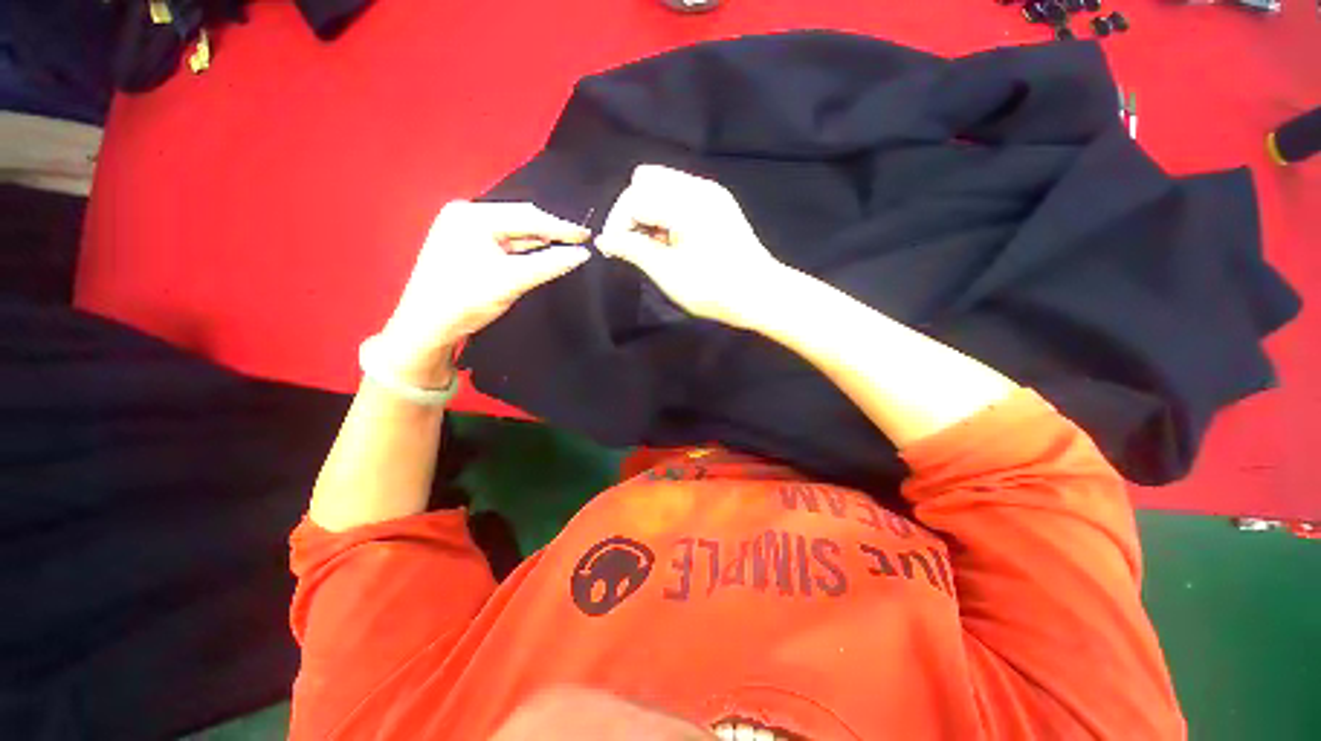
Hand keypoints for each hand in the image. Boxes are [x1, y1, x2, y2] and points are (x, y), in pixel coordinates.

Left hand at [377, 201, 590, 386]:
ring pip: (512, 231)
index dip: (561, 227)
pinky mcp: (464, 245)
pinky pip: (503, 241)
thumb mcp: (512, 280)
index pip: (527, 216)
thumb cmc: (466, 300)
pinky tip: (539, 252)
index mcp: (472, 215)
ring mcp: (462, 229)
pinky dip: (523, 248)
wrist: (426, 327)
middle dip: (550, 231)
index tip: (588, 236)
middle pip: (519, 219)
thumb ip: (550, 264)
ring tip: (565, 246)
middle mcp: (465, 214)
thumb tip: (583, 254)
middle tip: (579, 241)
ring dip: (538, 240)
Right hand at [595, 164, 783, 328]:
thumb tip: (604, 240)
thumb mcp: (668, 272)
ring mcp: (711, 193)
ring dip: (648, 212)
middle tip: (634, 245)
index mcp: (685, 202)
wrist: (760, 294)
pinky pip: (679, 195)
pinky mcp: (717, 203)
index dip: (617, 223)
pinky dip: (666, 213)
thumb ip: (632, 249)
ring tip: (653, 246)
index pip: (634, 197)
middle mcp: (698, 187)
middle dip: (631, 211)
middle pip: (646, 179)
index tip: (613, 252)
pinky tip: (671, 241)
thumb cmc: (713, 288)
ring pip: (662, 185)